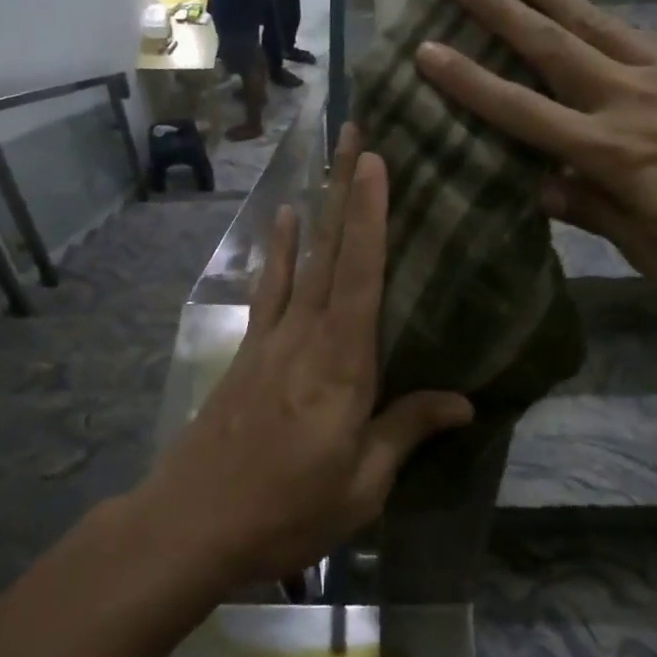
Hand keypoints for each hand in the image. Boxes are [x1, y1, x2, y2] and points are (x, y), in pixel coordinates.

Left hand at [138, 127, 474, 585]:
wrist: (191, 523)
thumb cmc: (286, 510)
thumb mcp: (361, 487)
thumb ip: (407, 432)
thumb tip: (465, 402)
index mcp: (343, 365)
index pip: (363, 276)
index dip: (371, 216)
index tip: (377, 163)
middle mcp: (308, 335)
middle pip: (332, 250)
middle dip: (345, 187)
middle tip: (357, 133)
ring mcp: (273, 337)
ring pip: (303, 258)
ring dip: (318, 204)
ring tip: (328, 157)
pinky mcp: (250, 349)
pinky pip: (270, 288)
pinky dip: (279, 250)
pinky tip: (284, 218)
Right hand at [415, 0, 656, 291]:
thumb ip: (599, 213)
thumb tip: (541, 185)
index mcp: (613, 154)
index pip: (522, 112)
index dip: (470, 82)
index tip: (428, 51)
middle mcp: (629, 99)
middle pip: (550, 45)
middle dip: (497, 9)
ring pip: (591, 21)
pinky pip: (636, 31)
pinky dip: (599, 15)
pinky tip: (582, 8)